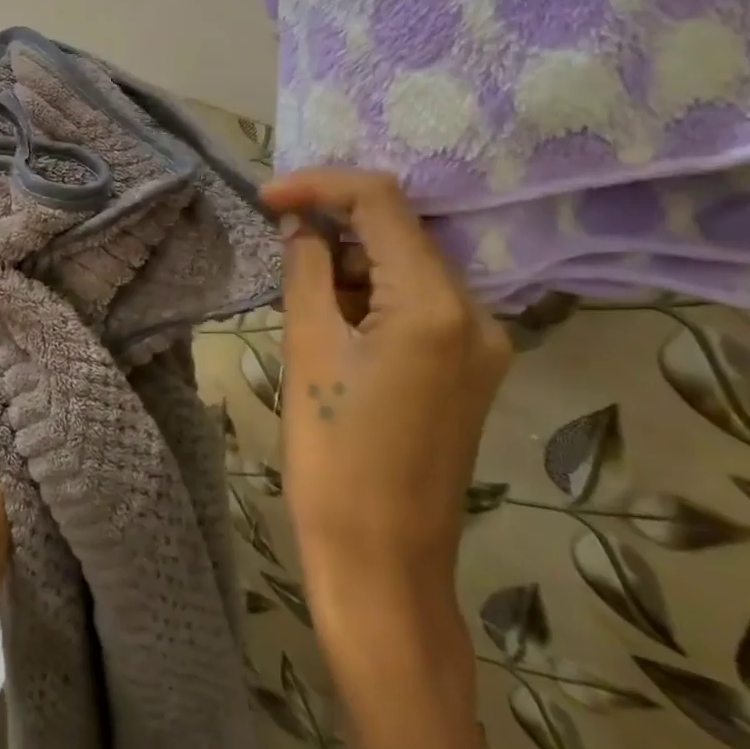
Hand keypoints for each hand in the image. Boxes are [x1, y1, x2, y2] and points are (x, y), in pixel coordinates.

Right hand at [258, 170, 511, 589]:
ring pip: (408, 266)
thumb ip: (307, 268)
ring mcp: (482, 343)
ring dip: (352, 261)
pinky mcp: (471, 368)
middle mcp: (477, 312)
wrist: (381, 563)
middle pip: (400, 230)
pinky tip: (335, 320)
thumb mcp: (308, 347)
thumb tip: (300, 224)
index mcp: (435, 304)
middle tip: (277, 236)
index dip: (319, 185)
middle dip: (335, 223)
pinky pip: (419, 302)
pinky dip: (373, 293)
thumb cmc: (333, 456)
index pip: (380, 202)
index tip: (267, 196)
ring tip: (301, 291)